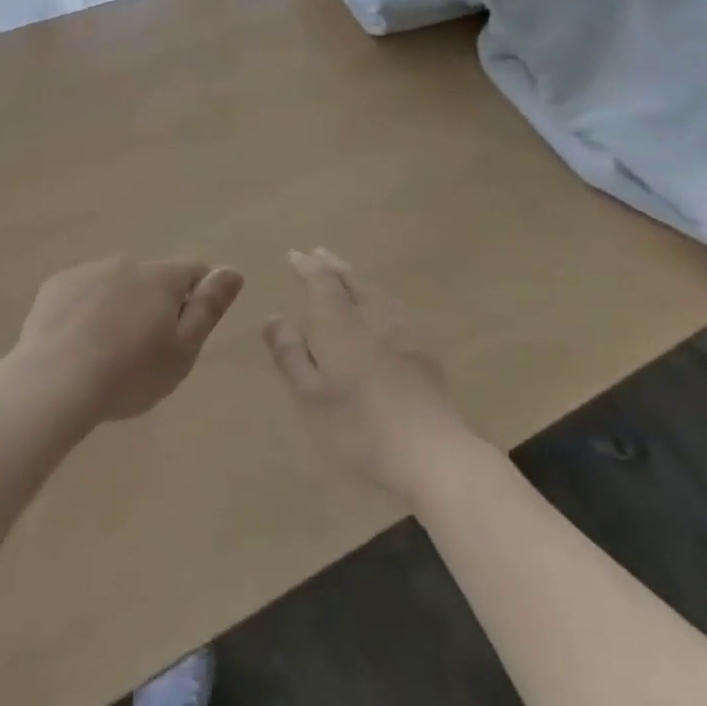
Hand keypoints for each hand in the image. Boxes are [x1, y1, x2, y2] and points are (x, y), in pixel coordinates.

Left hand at [10, 256, 243, 424]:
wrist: (53, 383)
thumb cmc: (130, 374)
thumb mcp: (183, 349)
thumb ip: (209, 307)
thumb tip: (232, 271)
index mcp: (161, 277)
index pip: (194, 270)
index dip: (198, 296)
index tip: (186, 331)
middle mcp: (125, 263)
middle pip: (152, 279)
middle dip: (154, 304)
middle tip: (144, 351)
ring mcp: (87, 271)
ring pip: (115, 285)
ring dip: (119, 307)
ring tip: (106, 352)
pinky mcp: (55, 286)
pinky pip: (82, 293)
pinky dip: (86, 311)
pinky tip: (76, 345)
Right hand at [263, 248, 471, 499]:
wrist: (431, 452)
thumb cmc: (359, 426)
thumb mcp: (310, 396)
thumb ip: (290, 354)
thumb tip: (275, 318)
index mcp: (341, 324)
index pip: (322, 282)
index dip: (307, 266)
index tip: (294, 255)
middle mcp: (373, 316)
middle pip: (353, 281)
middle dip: (333, 266)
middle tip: (319, 253)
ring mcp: (405, 331)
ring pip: (377, 292)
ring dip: (358, 280)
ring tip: (348, 276)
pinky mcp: (425, 350)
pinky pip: (396, 308)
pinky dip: (380, 298)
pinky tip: (383, 311)